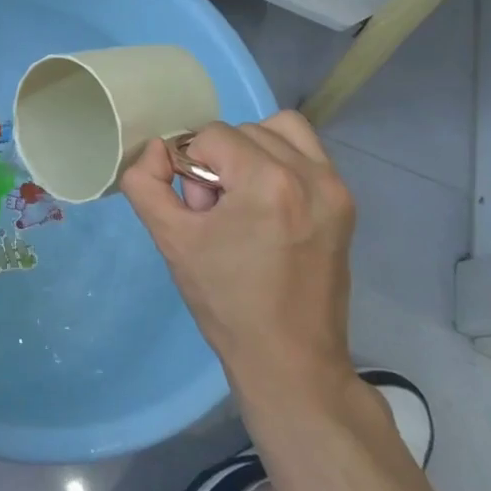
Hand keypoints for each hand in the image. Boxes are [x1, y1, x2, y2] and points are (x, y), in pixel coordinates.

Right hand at [120, 112, 356, 409]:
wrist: (289, 359)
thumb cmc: (226, 301)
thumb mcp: (171, 239)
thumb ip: (145, 183)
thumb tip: (155, 150)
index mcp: (268, 182)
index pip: (212, 135)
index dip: (190, 165)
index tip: (196, 209)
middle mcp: (310, 175)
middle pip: (245, 131)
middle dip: (220, 161)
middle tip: (215, 212)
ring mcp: (335, 189)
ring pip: (280, 132)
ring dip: (251, 153)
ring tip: (242, 199)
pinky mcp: (345, 204)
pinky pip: (307, 154)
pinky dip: (280, 162)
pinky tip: (266, 204)